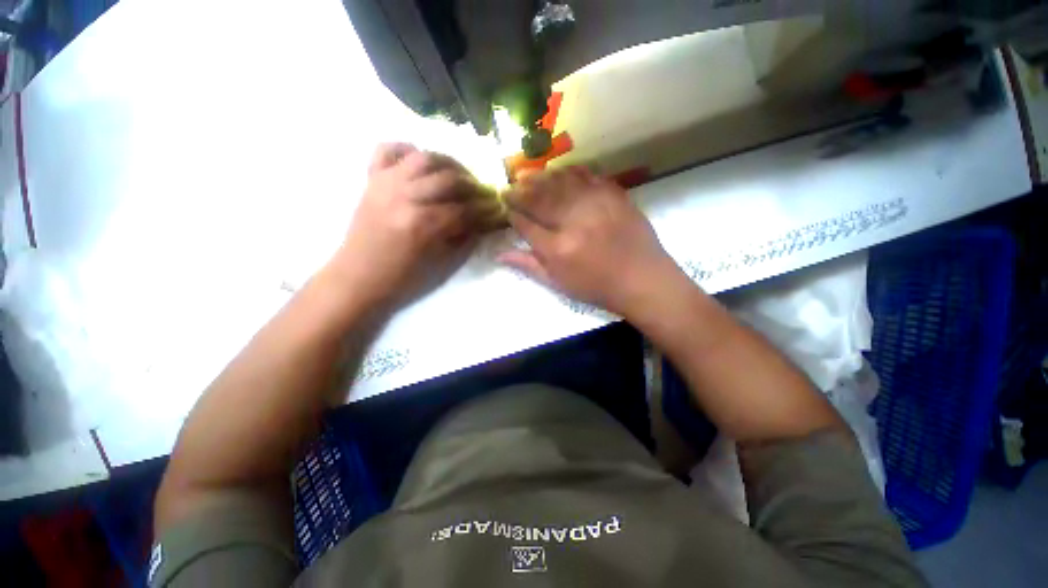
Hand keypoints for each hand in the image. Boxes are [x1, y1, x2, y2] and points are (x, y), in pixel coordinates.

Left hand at [328, 143, 499, 307]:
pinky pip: (387, 150)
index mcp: (425, 225)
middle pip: (450, 179)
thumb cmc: (404, 279)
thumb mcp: (442, 264)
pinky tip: (419, 159)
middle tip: (484, 194)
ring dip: (449, 163)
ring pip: (425, 157)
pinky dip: (406, 149)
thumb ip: (466, 238)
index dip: (488, 210)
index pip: (466, 210)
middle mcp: (406, 197)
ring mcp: (386, 184)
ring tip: (460, 175)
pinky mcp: (371, 179)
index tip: (501, 209)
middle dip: (474, 186)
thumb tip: (485, 220)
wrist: (359, 279)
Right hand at [499, 166, 682, 317]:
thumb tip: (499, 254)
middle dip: (520, 191)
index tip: (506, 207)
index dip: (513, 214)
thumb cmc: (597, 287)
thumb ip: (529, 266)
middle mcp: (573, 222)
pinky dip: (570, 172)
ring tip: (527, 174)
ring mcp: (595, 205)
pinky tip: (560, 172)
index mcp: (557, 249)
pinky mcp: (614, 194)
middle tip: (510, 185)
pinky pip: (587, 176)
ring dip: (540, 177)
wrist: (642, 279)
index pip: (526, 225)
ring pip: (560, 182)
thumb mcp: (559, 284)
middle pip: (539, 199)